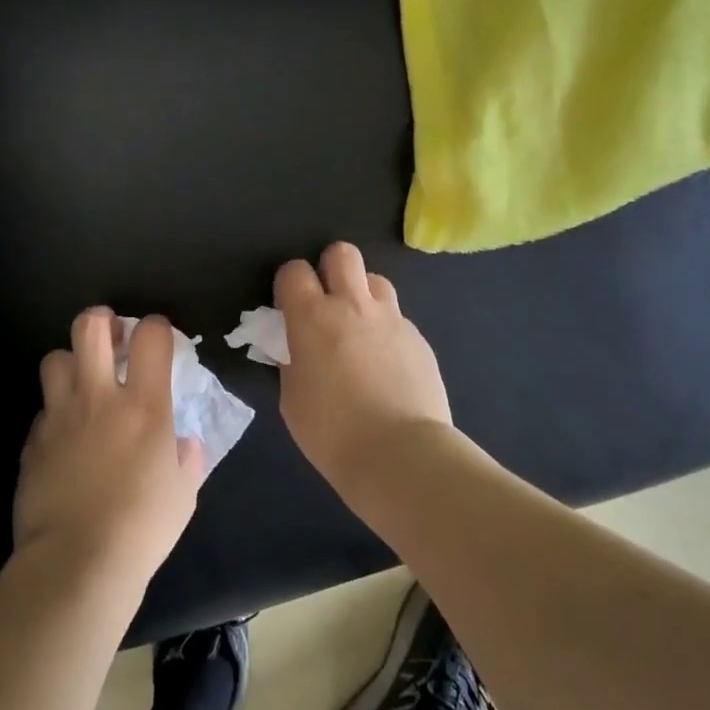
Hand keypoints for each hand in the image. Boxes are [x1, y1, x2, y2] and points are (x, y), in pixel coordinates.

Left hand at [14, 308, 204, 593]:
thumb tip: (183, 444)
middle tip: (111, 336)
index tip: (158, 338)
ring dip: (71, 363)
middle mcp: (100, 397)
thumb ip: (186, 459)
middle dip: (101, 320)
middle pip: (90, 328)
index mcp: (145, 406)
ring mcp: (60, 416)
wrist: (76, 564)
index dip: (156, 327)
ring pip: (54, 358)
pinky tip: (64, 435)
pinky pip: (43, 409)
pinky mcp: (33, 441)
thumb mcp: (183, 493)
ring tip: (82, 382)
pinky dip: (55, 411)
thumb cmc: (142, 528)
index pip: (151, 336)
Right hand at [274, 242, 452, 483]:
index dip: (289, 284)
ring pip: (376, 280)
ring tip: (360, 329)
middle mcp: (353, 305)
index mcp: (312, 317)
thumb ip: (293, 361)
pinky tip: (387, 365)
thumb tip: (298, 349)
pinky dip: (387, 331)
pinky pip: (398, 318)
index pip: (294, 271)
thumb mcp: (293, 398)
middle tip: (328, 301)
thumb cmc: (332, 433)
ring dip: (363, 295)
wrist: (401, 455)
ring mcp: (392, 319)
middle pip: (342, 253)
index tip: (289, 307)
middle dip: (330, 268)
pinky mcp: (419, 338)